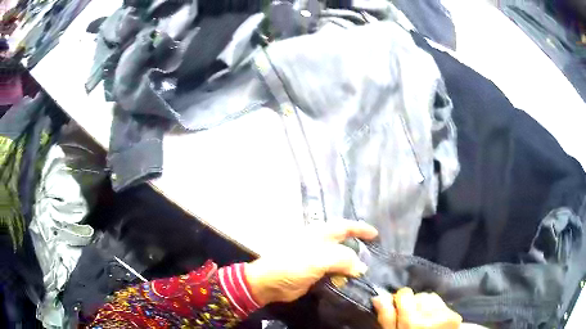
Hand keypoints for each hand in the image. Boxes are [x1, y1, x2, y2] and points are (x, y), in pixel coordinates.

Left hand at [245, 220, 377, 305]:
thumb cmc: (292, 265)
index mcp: (320, 233)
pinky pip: (335, 272)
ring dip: (353, 264)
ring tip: (367, 271)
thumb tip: (361, 267)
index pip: (344, 226)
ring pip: (341, 259)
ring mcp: (317, 259)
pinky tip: (353, 281)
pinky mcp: (316, 273)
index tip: (376, 234)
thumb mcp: (318, 259)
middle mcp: (320, 244)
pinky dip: (344, 275)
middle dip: (359, 247)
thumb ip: (343, 259)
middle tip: (374, 255)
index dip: (360, 228)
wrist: (270, 283)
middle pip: (344, 242)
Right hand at [373, 287, 461, 328]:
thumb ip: (386, 317)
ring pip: (431, 297)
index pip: (405, 293)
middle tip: (411, 318)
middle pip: (419, 295)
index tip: (399, 309)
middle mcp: (431, 315)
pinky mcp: (454, 317)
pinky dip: (436, 310)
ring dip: (426, 306)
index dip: (400, 301)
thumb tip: (379, 296)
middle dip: (414, 304)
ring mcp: (445, 315)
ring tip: (423, 319)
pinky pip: (442, 304)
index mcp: (412, 322)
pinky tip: (433, 321)